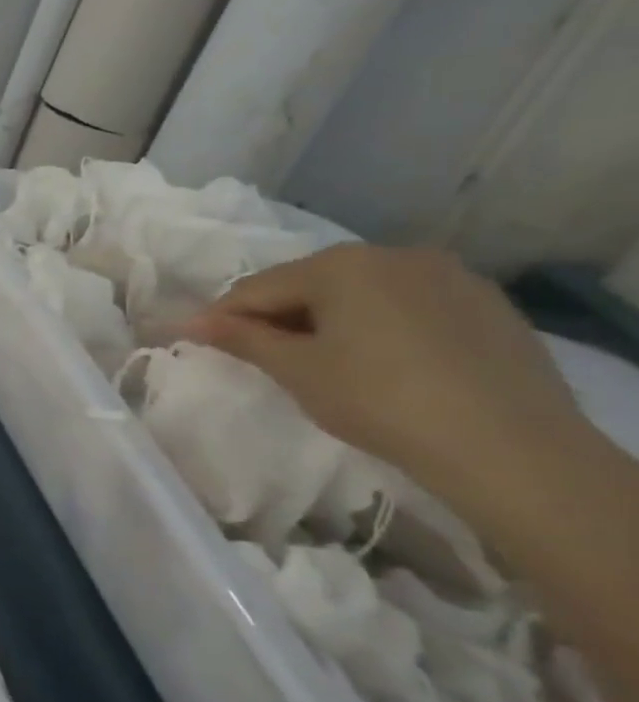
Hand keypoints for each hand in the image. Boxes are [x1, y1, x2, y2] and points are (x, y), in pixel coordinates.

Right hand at [184, 245, 587, 507]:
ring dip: (329, 319)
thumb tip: (190, 321)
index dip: (223, 317)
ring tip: (321, 360)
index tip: (197, 341)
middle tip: (261, 356)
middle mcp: (392, 254)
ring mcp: (448, 275)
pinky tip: (381, 361)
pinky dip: (379, 325)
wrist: (510, 447)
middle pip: (309, 283)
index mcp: (339, 264)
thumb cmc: (379, 400)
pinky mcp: (486, 304)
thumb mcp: (296, 370)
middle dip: (279, 315)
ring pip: (361, 292)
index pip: (258, 287)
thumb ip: (241, 338)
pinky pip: (407, 305)